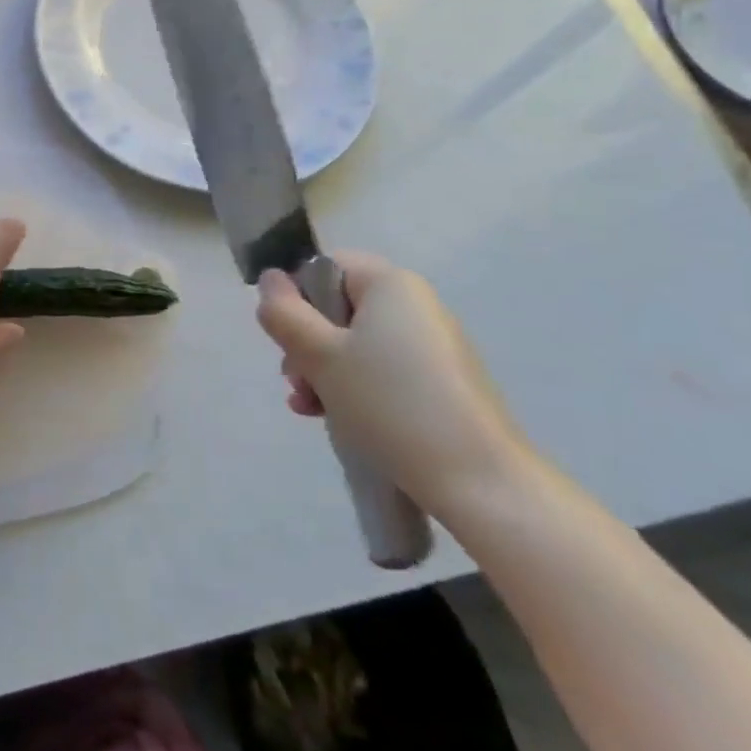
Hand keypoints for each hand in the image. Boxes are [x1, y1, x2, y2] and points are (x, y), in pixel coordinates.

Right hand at [257, 252, 531, 517]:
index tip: (287, 338)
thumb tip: (271, 280)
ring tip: (309, 407)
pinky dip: (353, 388)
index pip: (325, 267)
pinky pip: (381, 371)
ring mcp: (432, 347)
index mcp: (391, 285)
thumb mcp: (319, 355)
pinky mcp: (441, 384)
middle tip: (294, 380)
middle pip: (337, 308)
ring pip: (354, 344)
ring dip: (322, 371)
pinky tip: (334, 419)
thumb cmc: (390, 404)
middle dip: (306, 343)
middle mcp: (416, 306)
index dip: (296, 297)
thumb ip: (284, 313)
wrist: (480, 483)